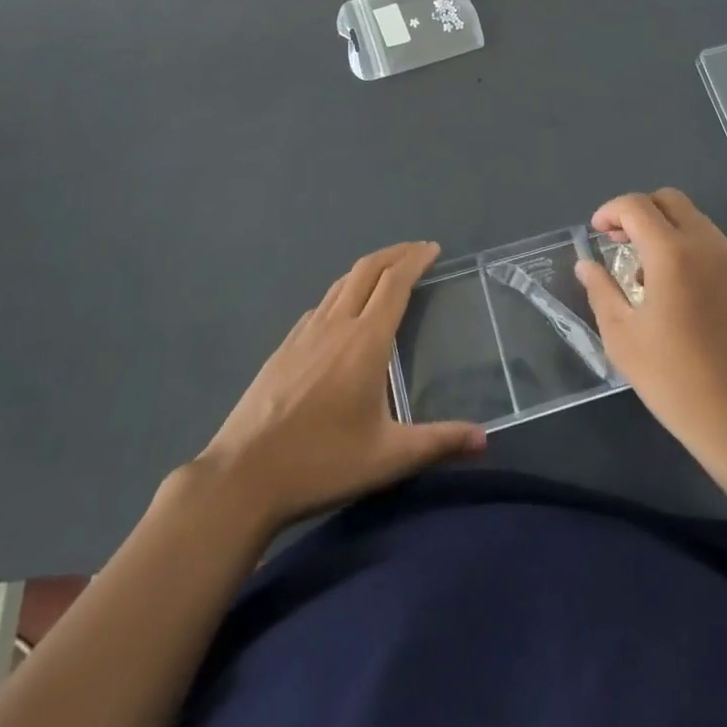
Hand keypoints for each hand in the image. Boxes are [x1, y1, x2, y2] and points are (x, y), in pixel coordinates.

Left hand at [193, 241, 484, 531]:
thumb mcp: (388, 458)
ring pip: (341, 284)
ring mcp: (304, 333)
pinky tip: (343, 313)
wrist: (242, 477)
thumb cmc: (321, 462)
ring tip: (386, 273)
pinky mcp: (283, 348)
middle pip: (367, 270)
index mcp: (365, 341)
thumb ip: (438, 442)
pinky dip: (342, 293)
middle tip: (418, 251)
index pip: (395, 282)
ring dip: (368, 269)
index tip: (433, 249)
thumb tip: (485, 439)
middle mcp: (336, 325)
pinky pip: (320, 305)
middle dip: (395, 253)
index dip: (415, 260)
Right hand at [577, 190, 726, 499]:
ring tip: (649, 275)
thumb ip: (601, 291)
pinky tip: (682, 295)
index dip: (610, 211)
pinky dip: (691, 251)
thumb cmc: (676, 381)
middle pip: (671, 200)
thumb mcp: (623, 338)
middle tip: (621, 243)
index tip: (597, 233)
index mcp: (672, 253)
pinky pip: (715, 248)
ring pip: (696, 221)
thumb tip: (587, 264)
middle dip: (640, 212)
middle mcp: (708, 246)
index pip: (636, 205)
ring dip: (667, 230)